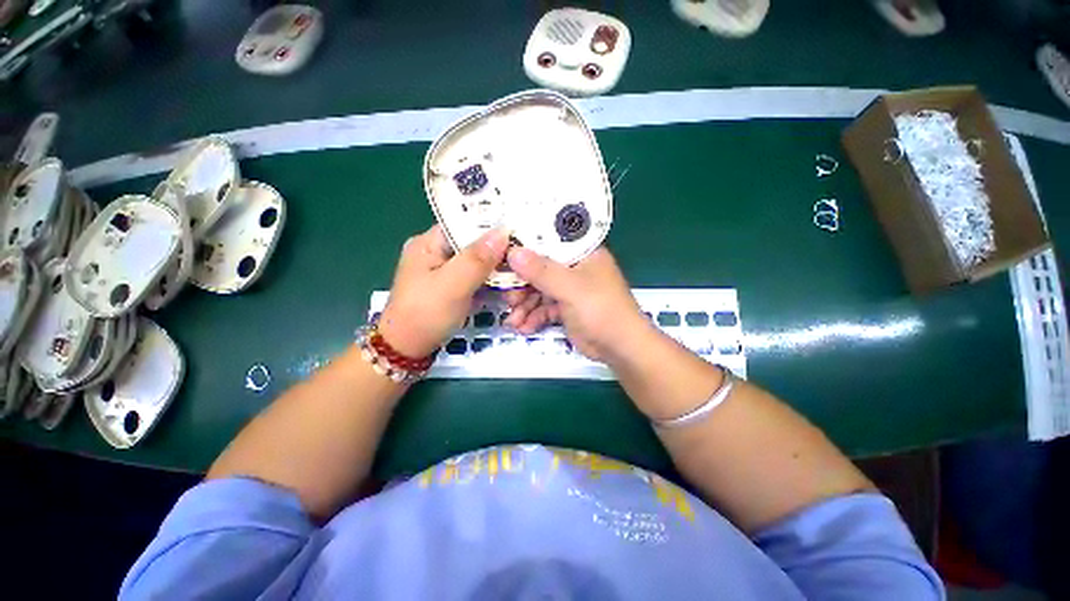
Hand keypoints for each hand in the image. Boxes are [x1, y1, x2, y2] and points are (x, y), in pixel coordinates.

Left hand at [379, 225, 508, 357]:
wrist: (408, 349)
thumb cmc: (425, 315)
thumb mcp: (452, 285)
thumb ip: (477, 259)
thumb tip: (504, 231)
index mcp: (429, 242)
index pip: (465, 223)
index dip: (492, 226)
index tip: (519, 231)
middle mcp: (437, 251)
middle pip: (475, 243)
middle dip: (499, 251)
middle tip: (525, 257)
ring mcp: (447, 270)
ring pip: (479, 261)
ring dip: (498, 268)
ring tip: (521, 273)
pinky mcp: (454, 286)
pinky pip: (478, 276)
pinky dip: (493, 281)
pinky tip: (509, 284)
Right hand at [503, 247, 651, 362]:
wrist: (620, 348)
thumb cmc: (602, 310)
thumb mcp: (571, 288)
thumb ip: (542, 271)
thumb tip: (513, 252)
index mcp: (581, 252)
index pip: (549, 238)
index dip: (525, 243)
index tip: (502, 251)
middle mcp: (573, 266)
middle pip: (538, 266)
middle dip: (520, 283)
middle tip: (505, 294)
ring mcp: (568, 288)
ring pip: (537, 289)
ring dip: (523, 304)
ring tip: (512, 319)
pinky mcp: (564, 307)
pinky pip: (542, 307)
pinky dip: (531, 317)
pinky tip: (522, 327)